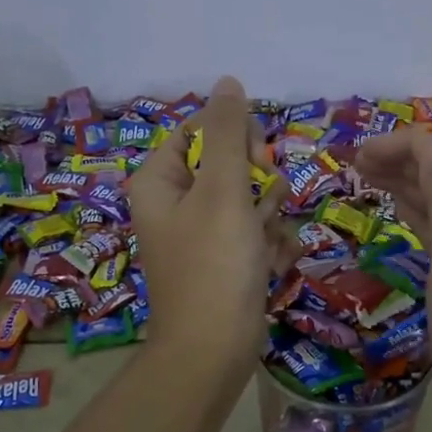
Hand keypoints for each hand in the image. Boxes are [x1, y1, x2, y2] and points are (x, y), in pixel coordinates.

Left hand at [125, 76, 282, 379]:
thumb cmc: (214, 265)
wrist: (214, 351)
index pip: (200, 131)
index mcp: (160, 181)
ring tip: (264, 248)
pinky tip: (269, 268)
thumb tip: (228, 81)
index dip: (235, 138)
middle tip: (262, 209)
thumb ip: (228, 133)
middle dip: (259, 186)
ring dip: (270, 219)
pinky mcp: (226, 262)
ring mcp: (203, 236)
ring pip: (252, 201)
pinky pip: (257, 235)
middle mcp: (177, 204)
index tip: (257, 160)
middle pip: (231, 165)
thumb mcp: (223, 191)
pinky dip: (269, 248)